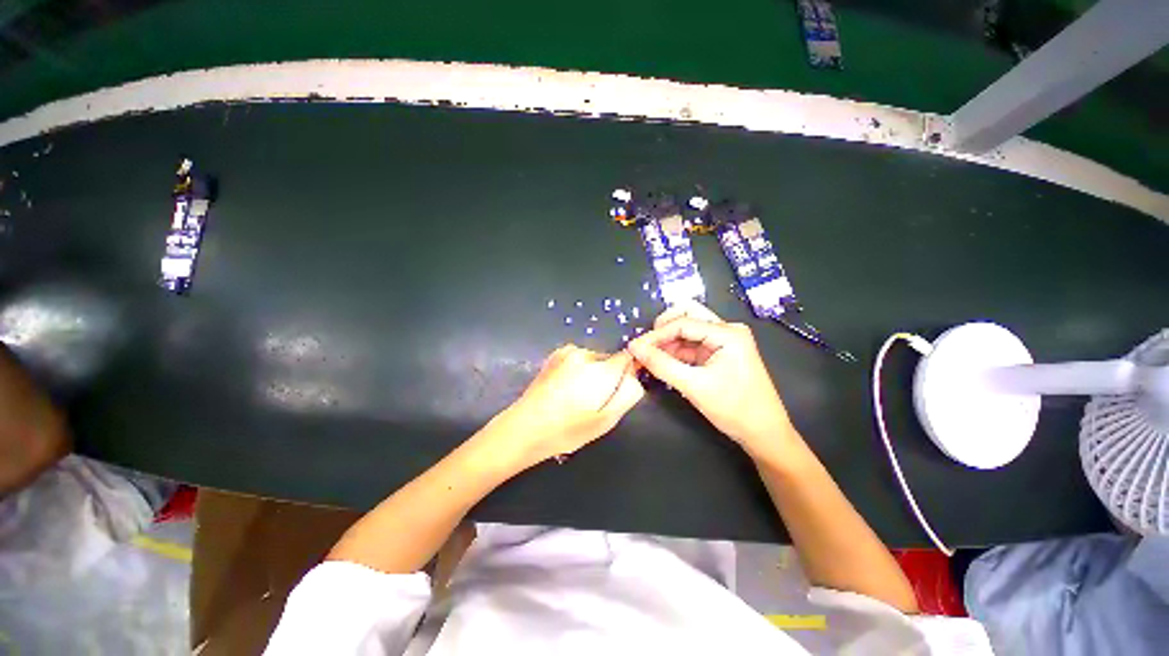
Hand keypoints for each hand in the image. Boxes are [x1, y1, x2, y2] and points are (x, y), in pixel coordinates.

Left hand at [485, 345, 643, 468]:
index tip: (619, 390)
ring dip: (592, 373)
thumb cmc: (568, 429)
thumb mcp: (607, 420)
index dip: (628, 373)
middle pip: (610, 360)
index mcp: (601, 370)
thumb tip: (634, 375)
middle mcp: (585, 353)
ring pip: (594, 360)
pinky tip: (565, 389)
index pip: (628, 358)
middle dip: (609, 377)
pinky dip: (578, 371)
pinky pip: (578, 359)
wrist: (524, 427)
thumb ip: (628, 393)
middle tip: (594, 402)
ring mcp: (567, 351)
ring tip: (576, 398)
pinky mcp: (555, 354)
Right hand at [628, 301, 796, 456]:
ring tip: (649, 357)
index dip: (656, 334)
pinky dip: (675, 351)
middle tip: (645, 347)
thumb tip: (635, 348)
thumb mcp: (694, 386)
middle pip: (687, 315)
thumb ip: (662, 365)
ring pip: (687, 330)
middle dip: (663, 329)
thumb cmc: (735, 409)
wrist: (764, 433)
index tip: (635, 347)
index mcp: (728, 333)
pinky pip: (691, 344)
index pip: (683, 323)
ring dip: (667, 341)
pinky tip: (662, 362)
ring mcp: (723, 341)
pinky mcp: (718, 353)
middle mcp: (726, 330)